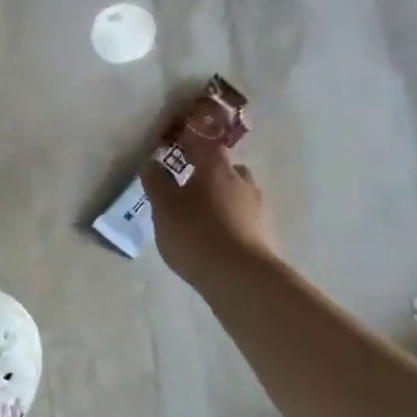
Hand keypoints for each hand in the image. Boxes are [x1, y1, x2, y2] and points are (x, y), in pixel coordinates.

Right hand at [141, 117, 280, 287]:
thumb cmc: (195, 233)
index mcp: (216, 167)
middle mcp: (241, 180)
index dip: (190, 140)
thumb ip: (157, 183)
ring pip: (236, 192)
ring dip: (221, 197)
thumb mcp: (164, 207)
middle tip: (188, 185)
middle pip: (225, 167)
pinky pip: (242, 217)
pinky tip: (215, 236)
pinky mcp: (264, 233)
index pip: (204, 142)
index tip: (177, 142)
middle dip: (209, 172)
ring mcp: (257, 207)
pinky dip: (229, 219)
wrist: (240, 277)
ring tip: (201, 214)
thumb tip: (152, 162)